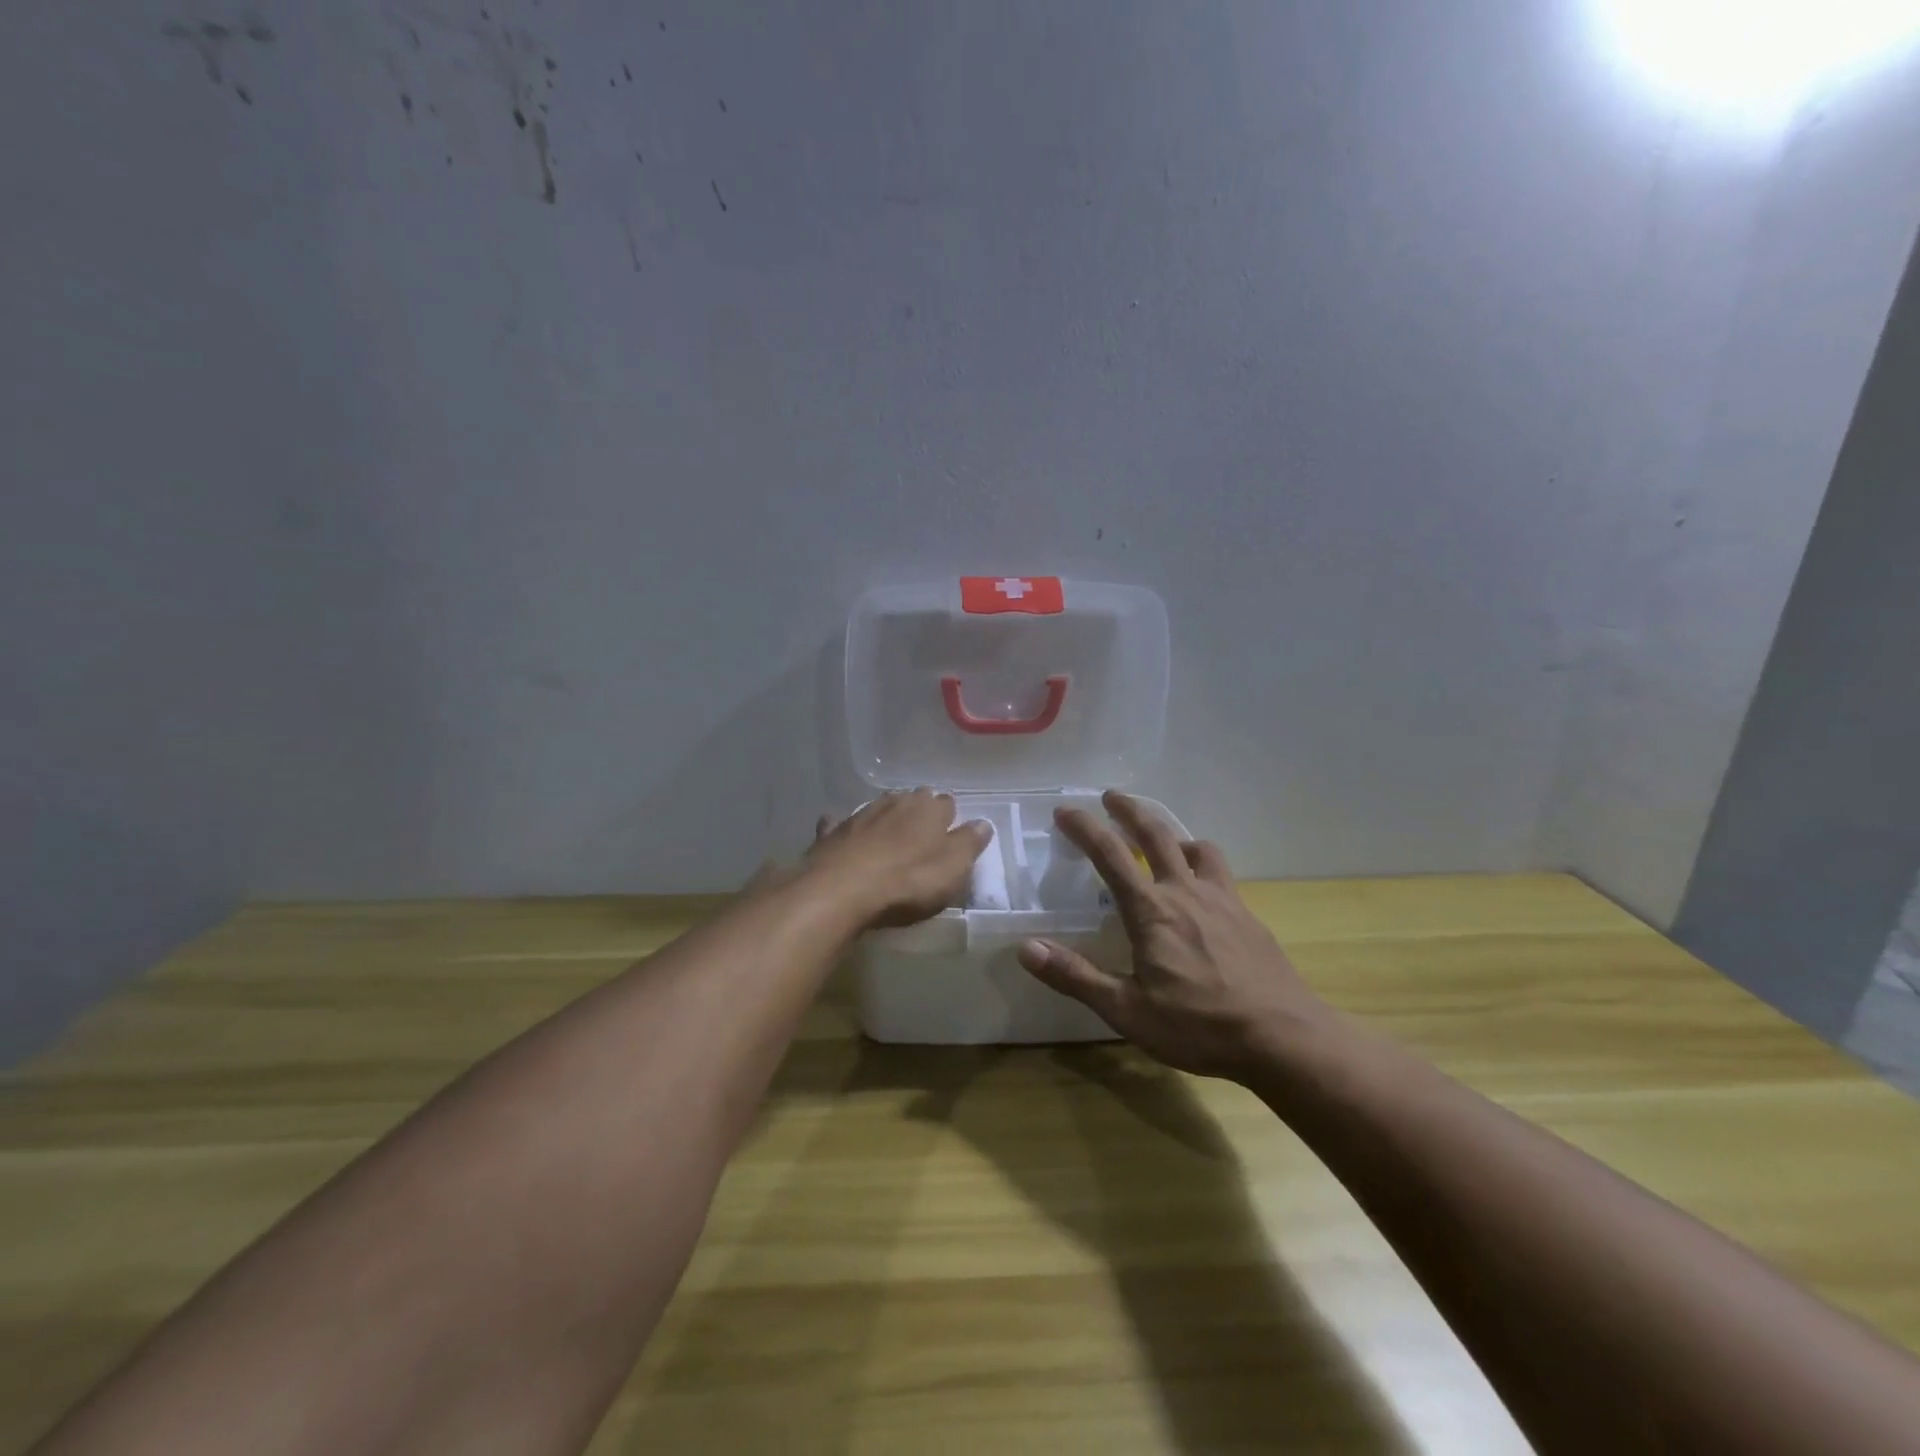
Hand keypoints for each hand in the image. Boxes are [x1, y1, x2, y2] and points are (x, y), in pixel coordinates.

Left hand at [803, 789, 991, 929]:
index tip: (951, 835)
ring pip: (880, 807)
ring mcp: (861, 814)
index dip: (950, 819)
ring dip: (887, 818)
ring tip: (890, 837)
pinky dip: (847, 829)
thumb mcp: (953, 870)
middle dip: (919, 812)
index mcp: (929, 809)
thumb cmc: (907, 882)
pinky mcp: (832, 832)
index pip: (947, 803)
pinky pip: (842, 824)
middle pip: (913, 800)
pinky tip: (846, 837)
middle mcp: (896, 802)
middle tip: (922, 836)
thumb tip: (983, 823)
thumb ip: (969, 844)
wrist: (840, 890)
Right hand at [1016, 791, 1329, 1080]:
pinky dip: (1202, 861)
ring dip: (1172, 833)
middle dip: (1129, 809)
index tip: (1064, 810)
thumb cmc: (1200, 1026)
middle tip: (1111, 796)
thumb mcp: (1127, 1011)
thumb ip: (1076, 977)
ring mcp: (1222, 899)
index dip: (1084, 827)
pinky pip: (1220, 871)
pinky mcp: (1247, 915)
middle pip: (1156, 833)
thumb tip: (1026, 948)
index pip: (1110, 854)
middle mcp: (1185, 892)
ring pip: (1196, 846)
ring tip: (1161, 838)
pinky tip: (1201, 885)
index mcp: (1151, 911)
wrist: (1284, 1038)